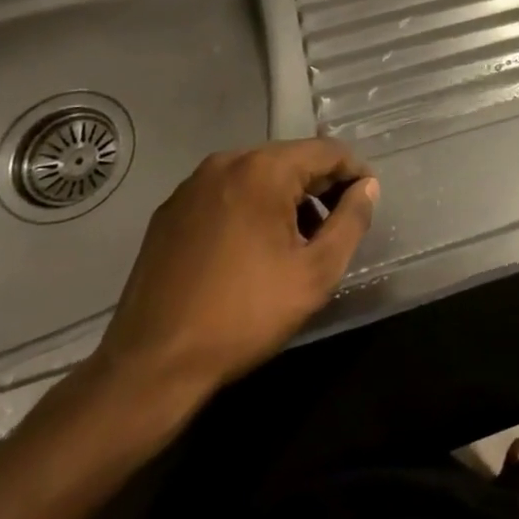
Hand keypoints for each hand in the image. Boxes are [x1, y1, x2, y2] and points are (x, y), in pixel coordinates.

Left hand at [90, 139, 377, 418]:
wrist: (151, 366)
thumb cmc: (244, 316)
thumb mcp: (315, 273)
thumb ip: (351, 221)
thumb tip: (367, 187)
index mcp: (263, 169)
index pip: (327, 152)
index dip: (355, 174)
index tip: (366, 203)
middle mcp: (226, 163)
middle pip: (291, 160)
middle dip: (319, 188)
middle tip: (334, 230)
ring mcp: (192, 186)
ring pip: (258, 176)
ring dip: (285, 199)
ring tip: (296, 244)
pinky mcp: (169, 211)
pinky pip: (226, 194)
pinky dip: (250, 209)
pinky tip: (252, 251)